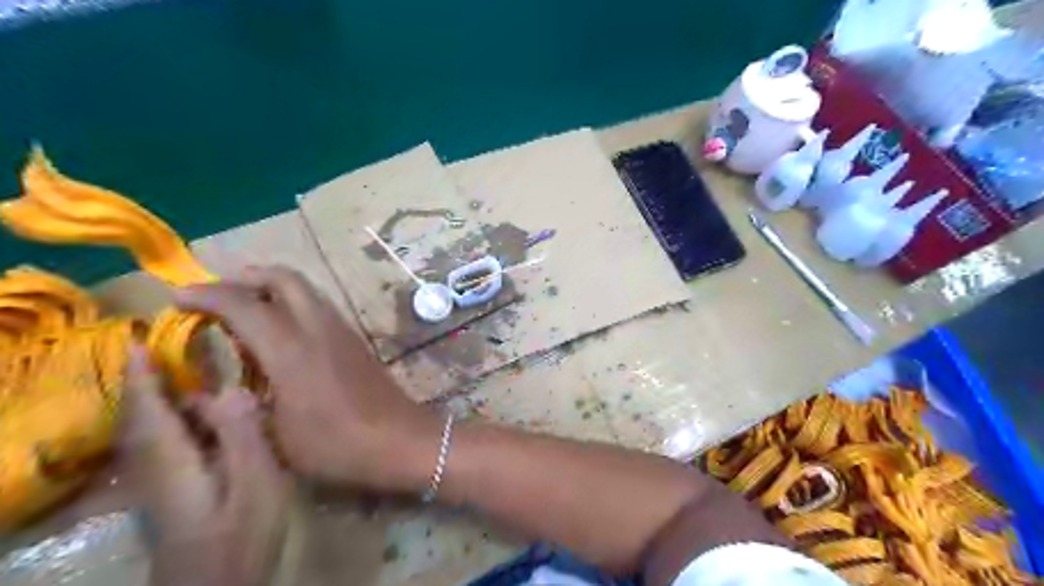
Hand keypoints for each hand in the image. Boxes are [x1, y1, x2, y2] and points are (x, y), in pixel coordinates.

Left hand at [119, 349, 290, 584]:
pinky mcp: (174, 490)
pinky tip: (205, 412)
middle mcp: (157, 465)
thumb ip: (243, 436)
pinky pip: (169, 440)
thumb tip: (233, 388)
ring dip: (161, 395)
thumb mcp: (255, 484)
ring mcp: (163, 481)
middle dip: (147, 379)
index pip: (148, 407)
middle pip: (143, 415)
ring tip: (187, 367)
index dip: (142, 372)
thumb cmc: (240, 534)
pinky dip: (177, 416)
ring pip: (154, 428)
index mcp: (172, 459)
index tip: (139, 337)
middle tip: (168, 344)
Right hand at [175, 268, 438, 490]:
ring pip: (305, 289)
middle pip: (284, 278)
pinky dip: (292, 304)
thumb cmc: (336, 445)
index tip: (177, 297)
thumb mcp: (275, 437)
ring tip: (243, 310)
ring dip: (271, 288)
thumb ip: (241, 407)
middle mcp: (318, 327)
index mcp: (291, 350)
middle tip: (215, 294)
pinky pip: (318, 306)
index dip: (207, 295)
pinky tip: (280, 333)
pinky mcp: (355, 338)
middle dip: (246, 277)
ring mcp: (342, 329)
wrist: (399, 439)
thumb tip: (211, 391)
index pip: (244, 305)